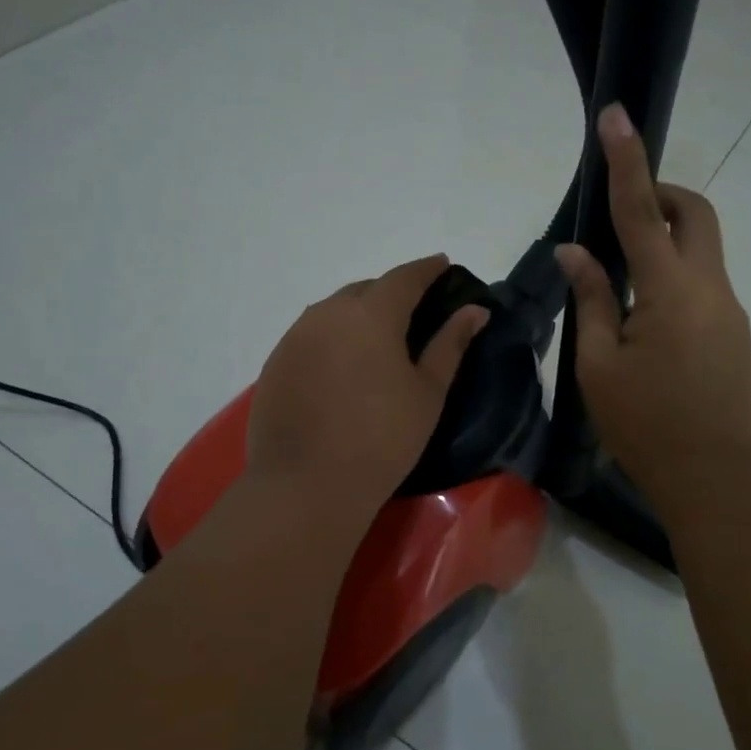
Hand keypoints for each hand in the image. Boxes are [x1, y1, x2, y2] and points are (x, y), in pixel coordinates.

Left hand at [247, 255, 488, 512]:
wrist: (307, 485)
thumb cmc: (382, 440)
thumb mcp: (427, 393)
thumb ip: (450, 344)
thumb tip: (475, 311)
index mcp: (371, 314)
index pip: (404, 277)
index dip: (427, 269)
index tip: (443, 264)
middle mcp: (327, 313)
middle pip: (366, 289)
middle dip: (391, 292)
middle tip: (413, 310)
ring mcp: (295, 337)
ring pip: (333, 310)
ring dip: (358, 313)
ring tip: (377, 336)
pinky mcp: (275, 362)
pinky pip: (310, 334)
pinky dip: (332, 337)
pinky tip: (341, 364)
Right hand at [556, 104, 750, 519]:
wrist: (717, 479)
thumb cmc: (646, 424)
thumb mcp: (599, 365)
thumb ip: (590, 300)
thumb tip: (575, 253)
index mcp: (670, 289)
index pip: (641, 210)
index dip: (627, 160)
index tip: (617, 115)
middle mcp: (710, 288)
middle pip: (695, 214)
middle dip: (661, 196)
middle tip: (623, 215)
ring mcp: (730, 311)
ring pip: (701, 252)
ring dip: (664, 246)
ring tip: (620, 291)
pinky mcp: (735, 334)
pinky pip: (704, 286)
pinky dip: (674, 280)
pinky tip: (646, 327)